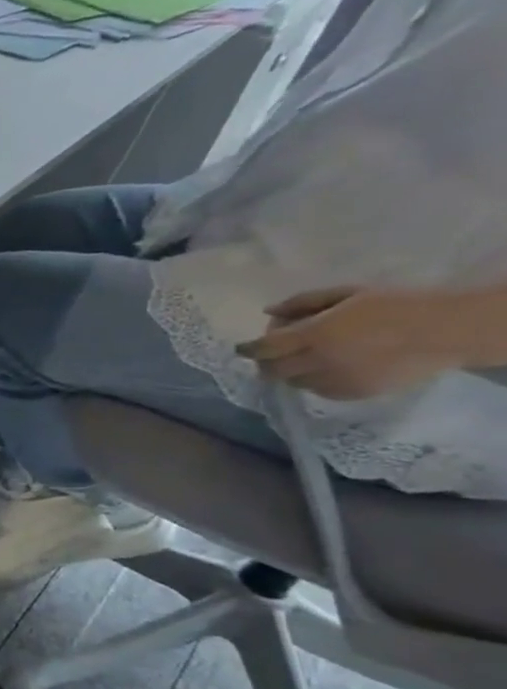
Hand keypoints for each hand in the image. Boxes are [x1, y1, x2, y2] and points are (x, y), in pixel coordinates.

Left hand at [237, 287, 464, 399]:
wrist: (447, 331)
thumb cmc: (396, 305)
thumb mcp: (347, 294)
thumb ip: (302, 303)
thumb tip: (268, 312)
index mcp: (313, 335)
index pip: (263, 348)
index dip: (247, 349)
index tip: (241, 348)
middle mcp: (318, 361)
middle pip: (270, 370)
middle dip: (265, 363)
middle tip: (273, 353)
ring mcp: (334, 380)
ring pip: (293, 382)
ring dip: (290, 372)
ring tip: (307, 358)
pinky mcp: (352, 393)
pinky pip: (318, 390)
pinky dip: (314, 381)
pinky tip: (329, 368)